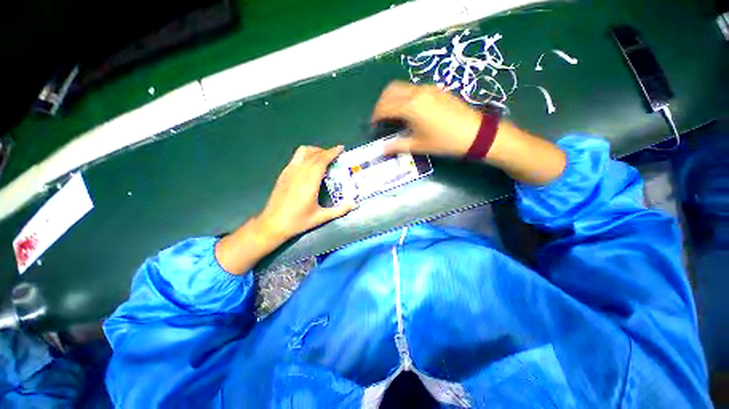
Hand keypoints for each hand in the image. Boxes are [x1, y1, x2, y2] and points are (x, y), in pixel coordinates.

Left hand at [256, 145, 356, 240]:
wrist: (272, 224)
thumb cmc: (298, 221)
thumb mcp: (321, 217)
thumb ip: (339, 210)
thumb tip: (355, 204)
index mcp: (309, 182)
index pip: (321, 160)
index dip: (332, 152)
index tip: (340, 148)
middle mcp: (299, 173)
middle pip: (314, 154)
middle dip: (326, 151)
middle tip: (335, 154)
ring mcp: (289, 172)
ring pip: (302, 152)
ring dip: (315, 150)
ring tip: (323, 157)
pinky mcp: (283, 174)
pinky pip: (296, 158)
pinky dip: (306, 155)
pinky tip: (310, 164)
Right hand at [372, 81, 565, 185]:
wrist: (475, 133)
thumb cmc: (445, 141)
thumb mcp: (419, 146)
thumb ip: (397, 146)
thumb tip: (383, 149)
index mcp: (410, 107)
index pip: (384, 107)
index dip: (375, 117)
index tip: (373, 126)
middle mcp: (416, 92)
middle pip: (390, 91)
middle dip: (381, 104)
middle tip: (380, 119)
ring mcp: (428, 88)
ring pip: (401, 87)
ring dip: (392, 98)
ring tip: (392, 114)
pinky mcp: (436, 89)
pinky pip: (413, 88)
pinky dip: (404, 96)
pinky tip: (408, 110)